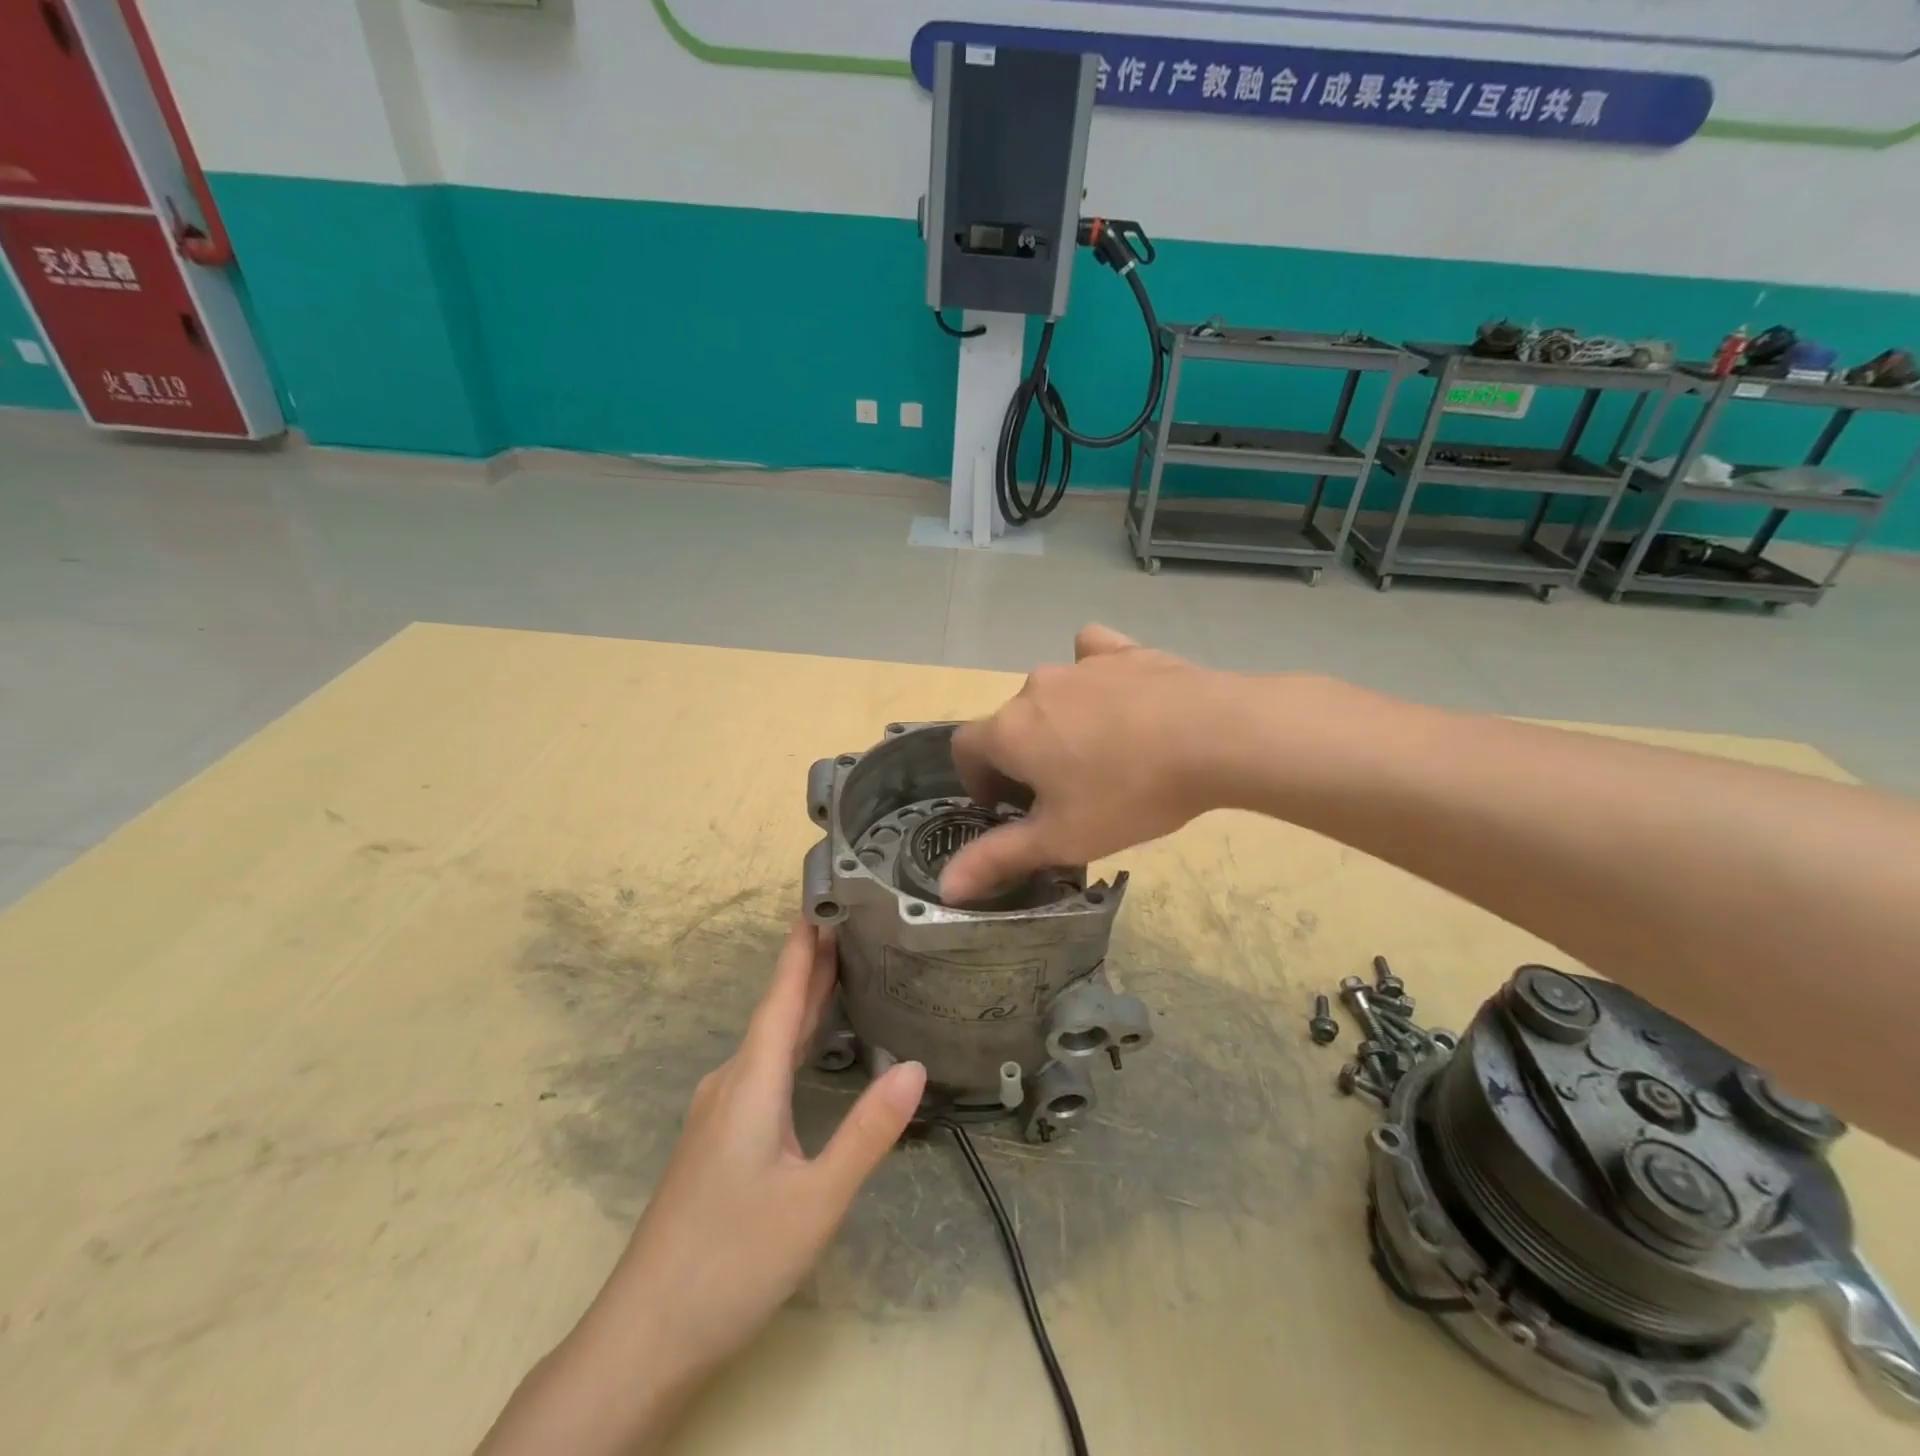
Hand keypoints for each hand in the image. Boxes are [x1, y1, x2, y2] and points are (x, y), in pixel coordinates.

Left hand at [477, 920, 925, 1454]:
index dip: (801, 947)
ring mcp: (718, 1112)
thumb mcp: (816, 1200)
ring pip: (767, 1042)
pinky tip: (805, 1051)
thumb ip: (868, 1132)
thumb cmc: (733, 1261)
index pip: (782, 996)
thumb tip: (916, 1066)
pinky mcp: (716, 1139)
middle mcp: (730, 1083)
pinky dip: (790, 1041)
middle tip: (847, 924)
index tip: (818, 899)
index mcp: (751, 1082)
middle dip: (810, 966)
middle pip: (776, 1011)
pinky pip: (761, 1068)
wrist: (644, 1337)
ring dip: (802, 1004)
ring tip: (838, 972)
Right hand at [941, 624, 1237, 902]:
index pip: (964, 747)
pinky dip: (1092, 676)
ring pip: (1050, 694)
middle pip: (1010, 723)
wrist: (1213, 736)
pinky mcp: (1123, 652)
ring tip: (1097, 755)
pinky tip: (1115, 695)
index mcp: (1009, 731)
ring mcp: (1080, 665)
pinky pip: (1092, 656)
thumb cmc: (1127, 793)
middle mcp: (1034, 688)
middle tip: (1059, 795)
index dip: (976, 779)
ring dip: (1056, 722)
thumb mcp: (1061, 839)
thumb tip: (945, 887)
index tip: (1005, 806)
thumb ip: (997, 859)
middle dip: (1020, 757)